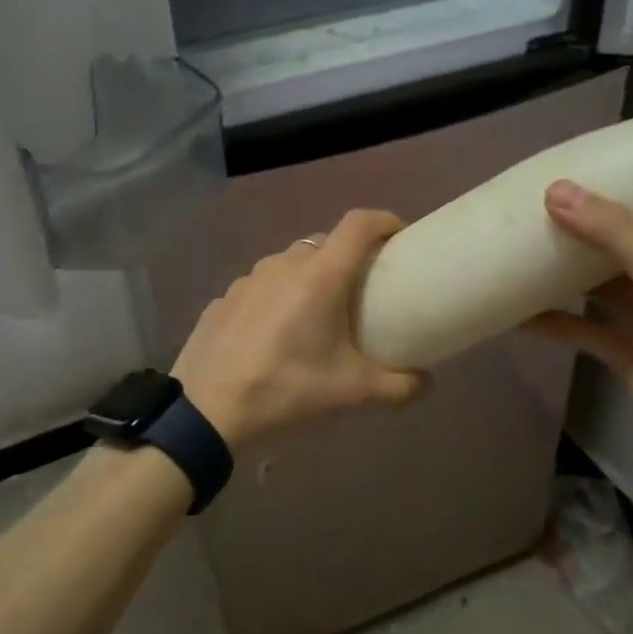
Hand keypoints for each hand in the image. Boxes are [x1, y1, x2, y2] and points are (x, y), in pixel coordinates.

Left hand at [172, 209, 428, 447]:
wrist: (206, 412)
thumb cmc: (286, 390)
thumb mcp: (352, 392)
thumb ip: (399, 386)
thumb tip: (427, 383)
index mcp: (319, 275)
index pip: (358, 224)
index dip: (384, 221)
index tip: (400, 237)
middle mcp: (282, 264)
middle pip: (324, 243)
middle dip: (348, 257)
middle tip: (363, 290)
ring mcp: (247, 279)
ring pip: (289, 264)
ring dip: (309, 278)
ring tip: (317, 315)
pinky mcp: (223, 299)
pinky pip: (261, 287)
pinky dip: (276, 298)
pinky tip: (274, 334)